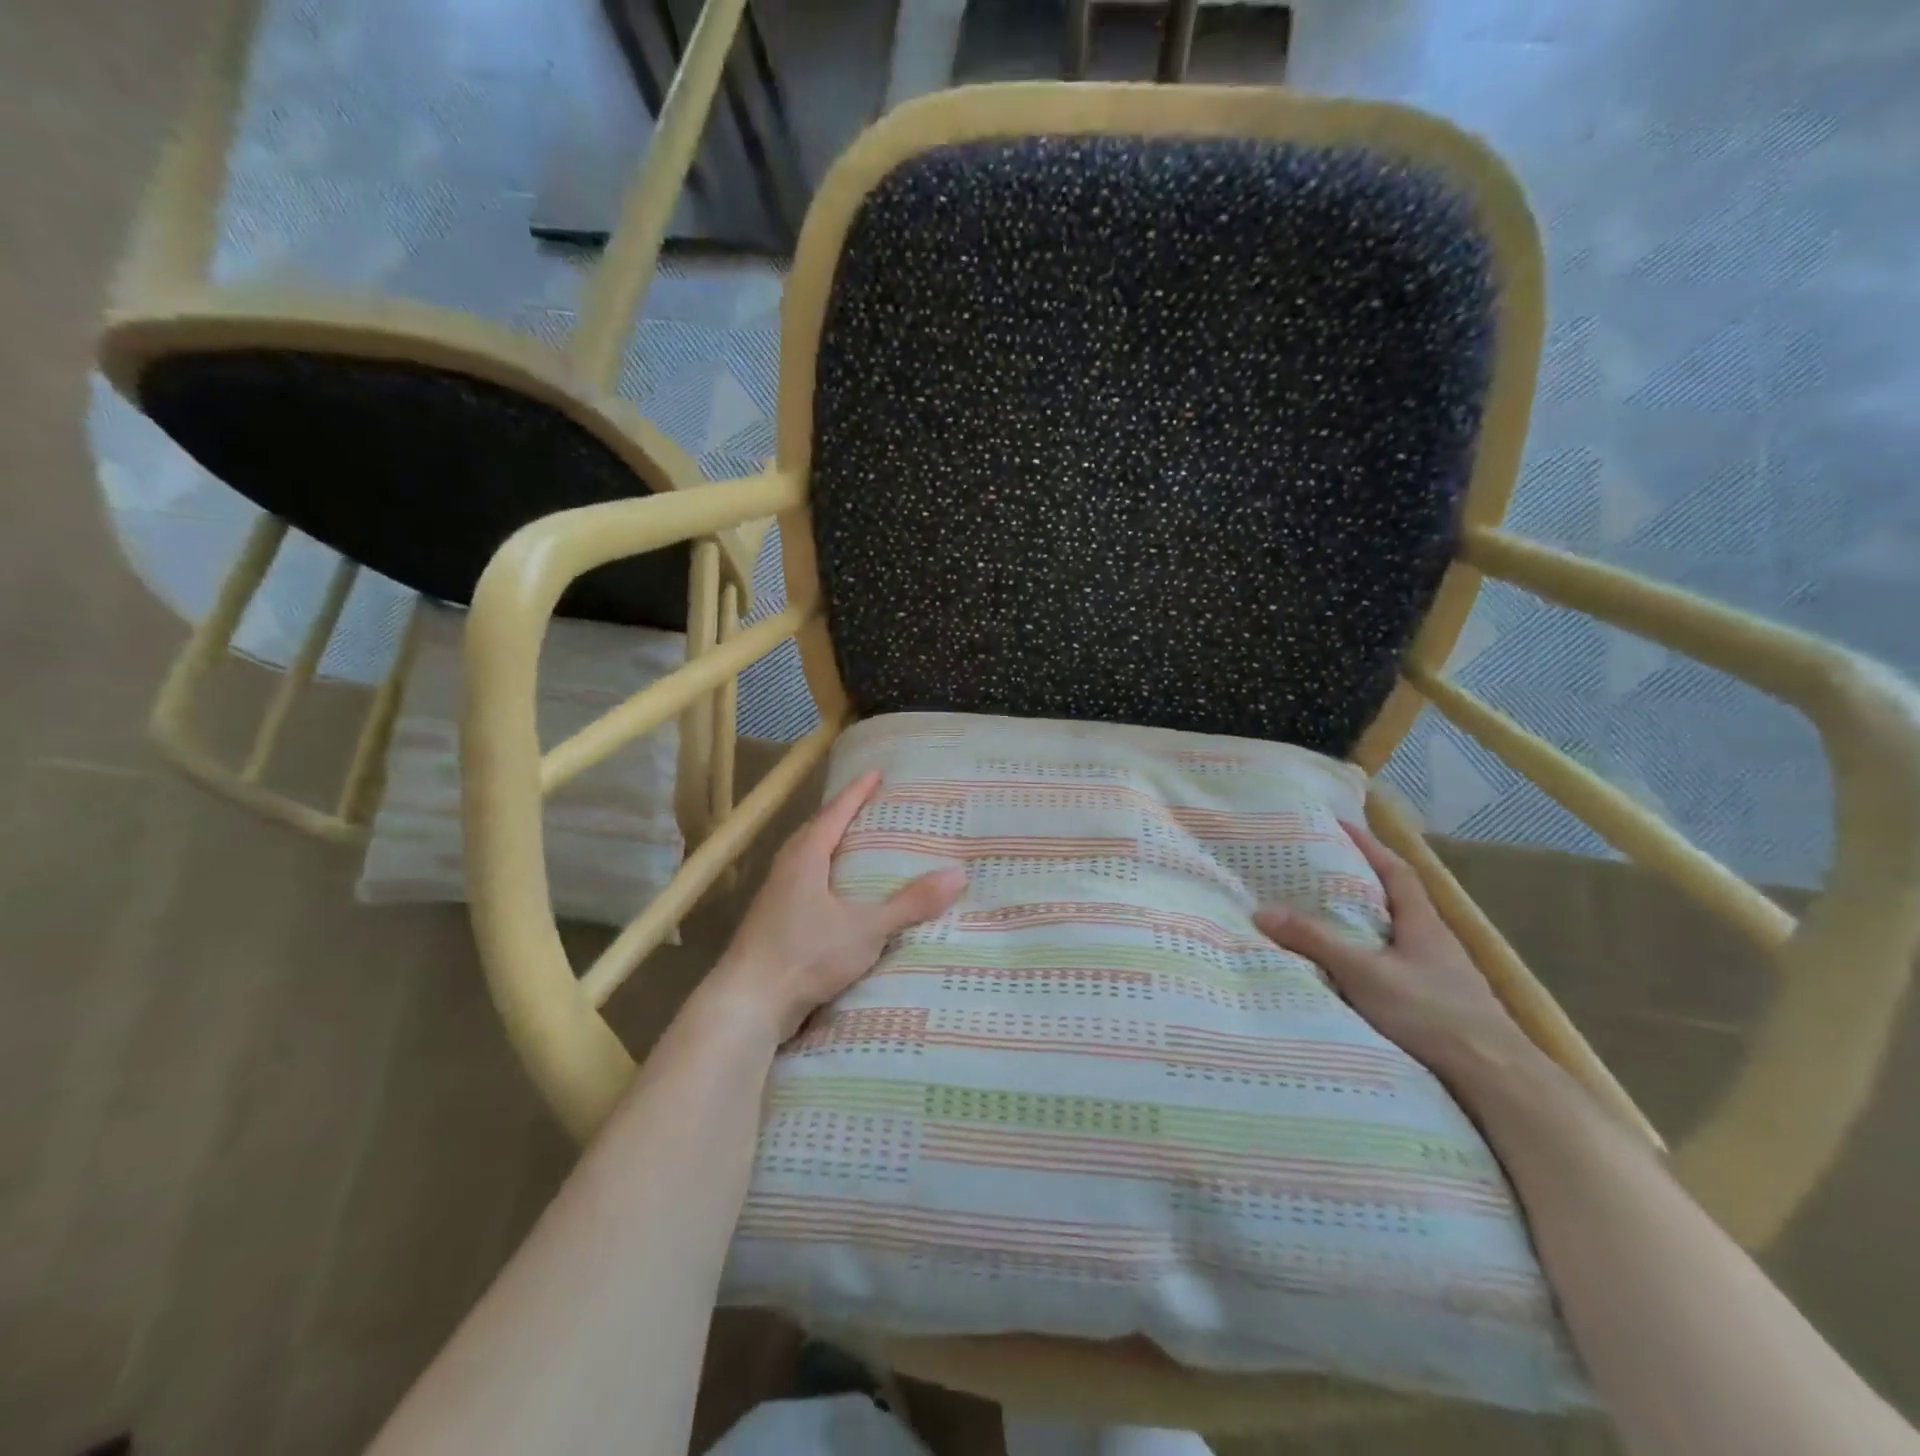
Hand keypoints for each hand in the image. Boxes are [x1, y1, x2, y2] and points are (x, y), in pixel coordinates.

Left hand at [704, 770, 966, 1040]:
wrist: (747, 1004)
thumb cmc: (805, 955)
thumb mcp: (866, 929)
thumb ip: (910, 904)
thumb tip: (958, 874)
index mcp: (806, 857)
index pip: (835, 812)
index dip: (857, 791)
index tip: (876, 771)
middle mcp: (787, 868)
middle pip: (818, 830)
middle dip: (845, 815)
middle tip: (874, 806)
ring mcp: (777, 896)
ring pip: (810, 858)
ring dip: (834, 846)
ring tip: (862, 845)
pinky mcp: (774, 922)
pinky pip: (807, 883)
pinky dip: (828, 875)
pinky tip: (842, 894)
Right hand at [1254, 821, 1526, 1071]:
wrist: (1497, 1081)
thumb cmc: (1433, 1014)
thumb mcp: (1365, 972)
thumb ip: (1316, 941)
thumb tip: (1262, 910)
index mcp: (1424, 924)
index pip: (1397, 871)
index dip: (1370, 845)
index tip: (1340, 825)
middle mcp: (1435, 944)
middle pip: (1396, 902)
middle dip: (1361, 883)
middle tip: (1318, 872)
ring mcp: (1441, 978)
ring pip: (1396, 938)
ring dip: (1365, 926)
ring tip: (1324, 920)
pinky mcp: (1438, 1009)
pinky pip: (1395, 969)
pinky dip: (1370, 962)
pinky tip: (1349, 974)